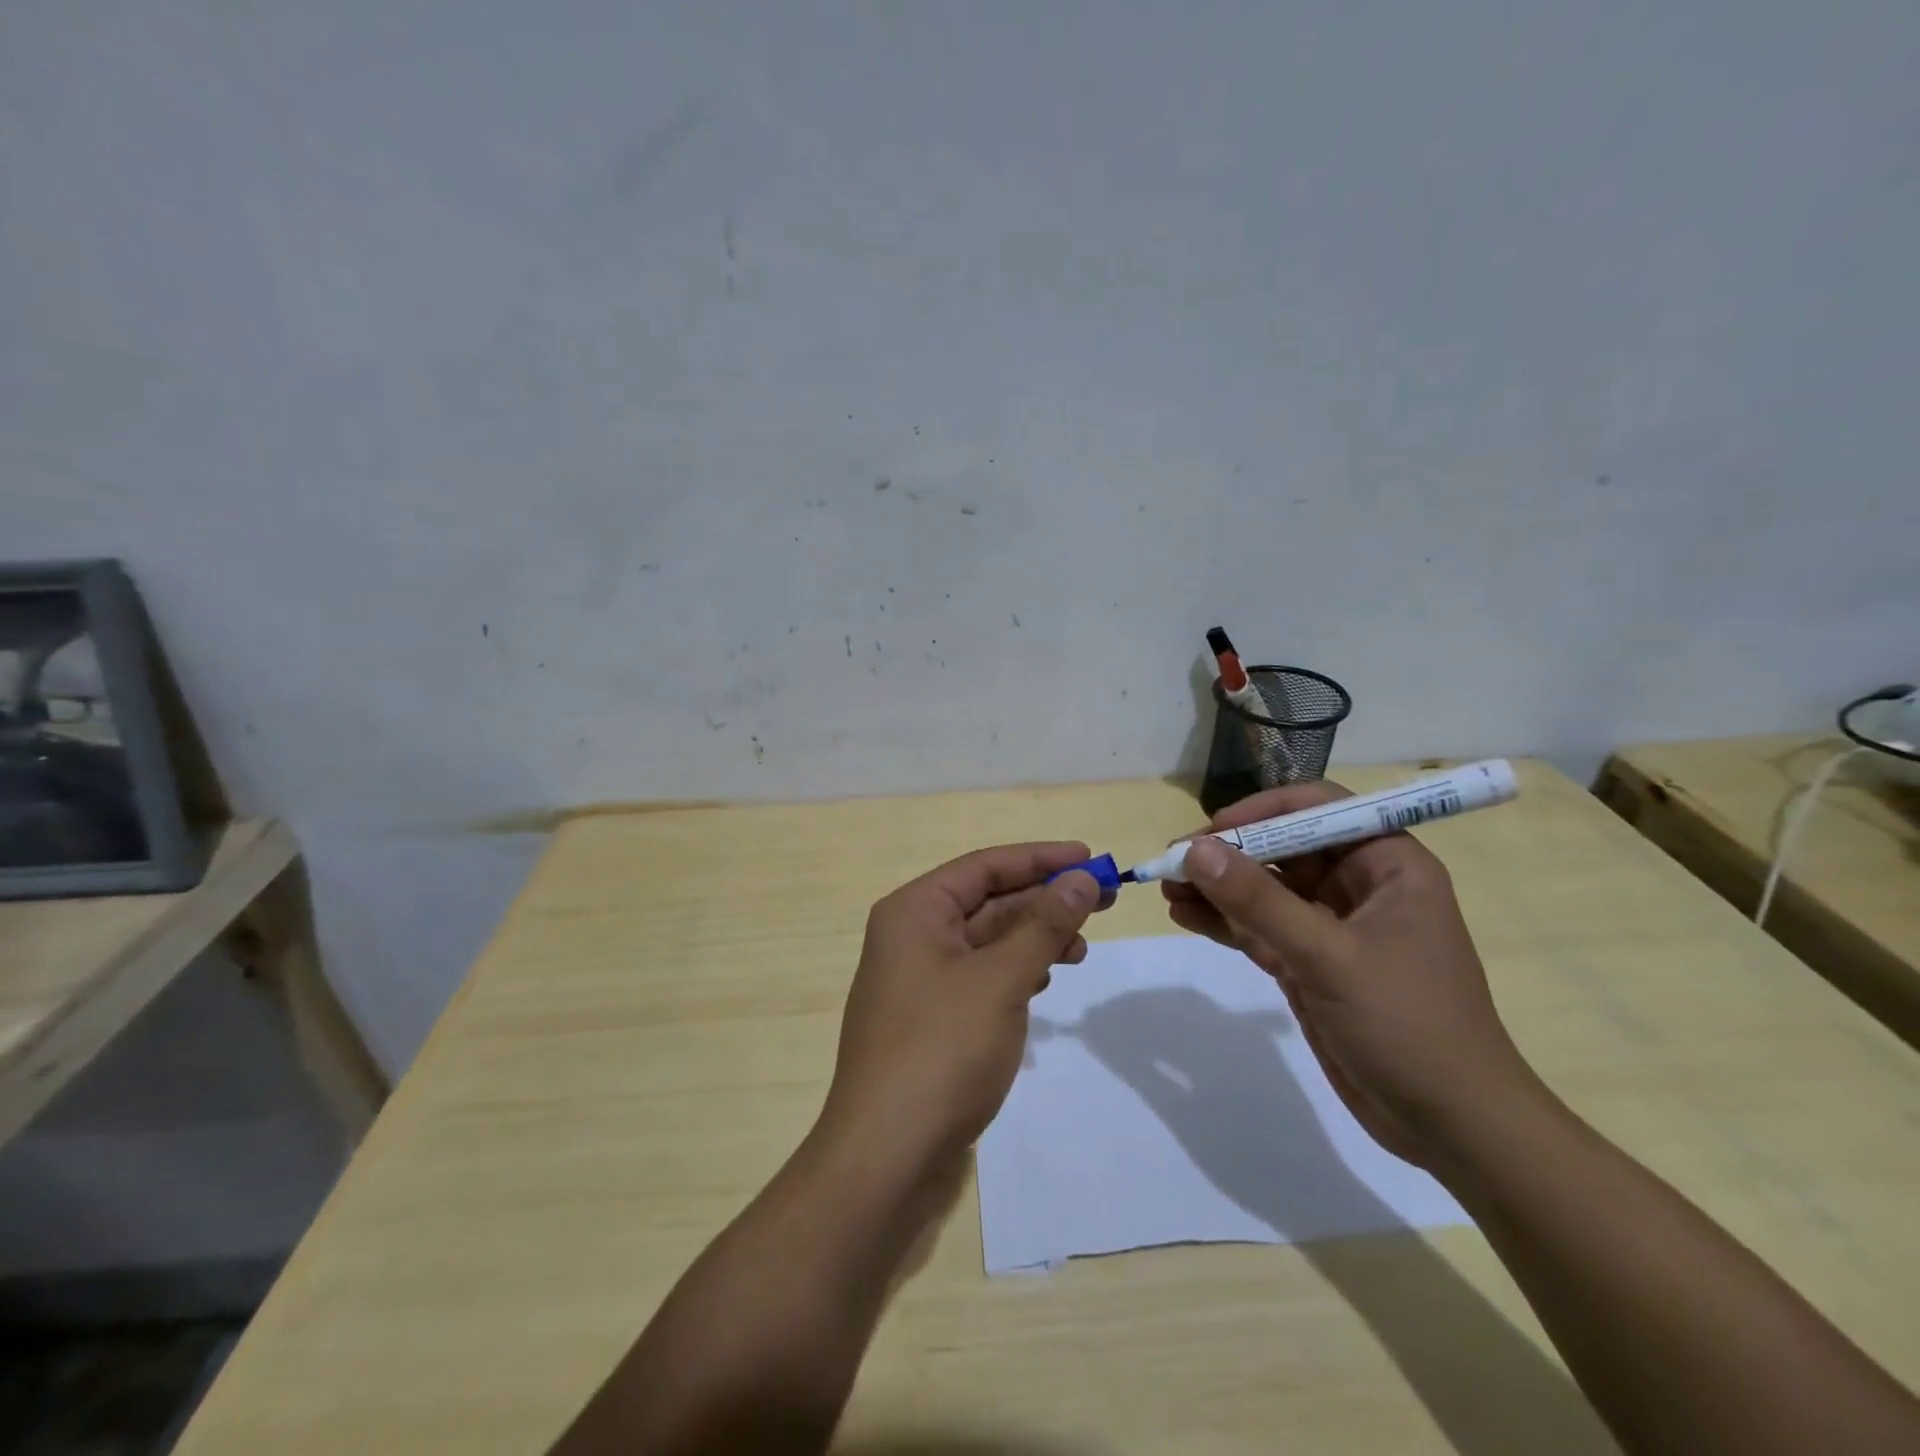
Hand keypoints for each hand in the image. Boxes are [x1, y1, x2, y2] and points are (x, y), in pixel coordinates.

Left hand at [819, 842, 1099, 1172]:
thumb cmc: (942, 1049)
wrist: (887, 1154)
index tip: (1090, 858)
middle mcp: (912, 935)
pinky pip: (981, 976)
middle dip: (1044, 899)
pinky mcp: (932, 1017)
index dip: (1040, 858)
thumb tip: (1082, 878)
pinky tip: (1045, 980)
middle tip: (1103, 900)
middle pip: (988, 901)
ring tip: (1081, 949)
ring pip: (987, 940)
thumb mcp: (1002, 978)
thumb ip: (1044, 924)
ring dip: (1034, 937)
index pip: (985, 866)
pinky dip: (1016, 971)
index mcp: (914, 911)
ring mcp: (919, 979)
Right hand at [1163, 782, 1541, 1168]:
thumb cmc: (1408, 1025)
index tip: (1213, 832)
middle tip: (1172, 862)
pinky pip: (1259, 927)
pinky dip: (1223, 920)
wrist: (1452, 1128)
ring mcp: (1331, 927)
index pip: (1318, 809)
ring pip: (1264, 889)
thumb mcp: (1329, 957)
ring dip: (1217, 887)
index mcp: (1388, 864)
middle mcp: (1359, 885)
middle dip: (1228, 853)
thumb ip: (1258, 902)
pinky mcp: (1310, 963)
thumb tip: (1194, 850)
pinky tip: (1184, 916)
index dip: (1263, 812)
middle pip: (1282, 847)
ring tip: (1166, 889)